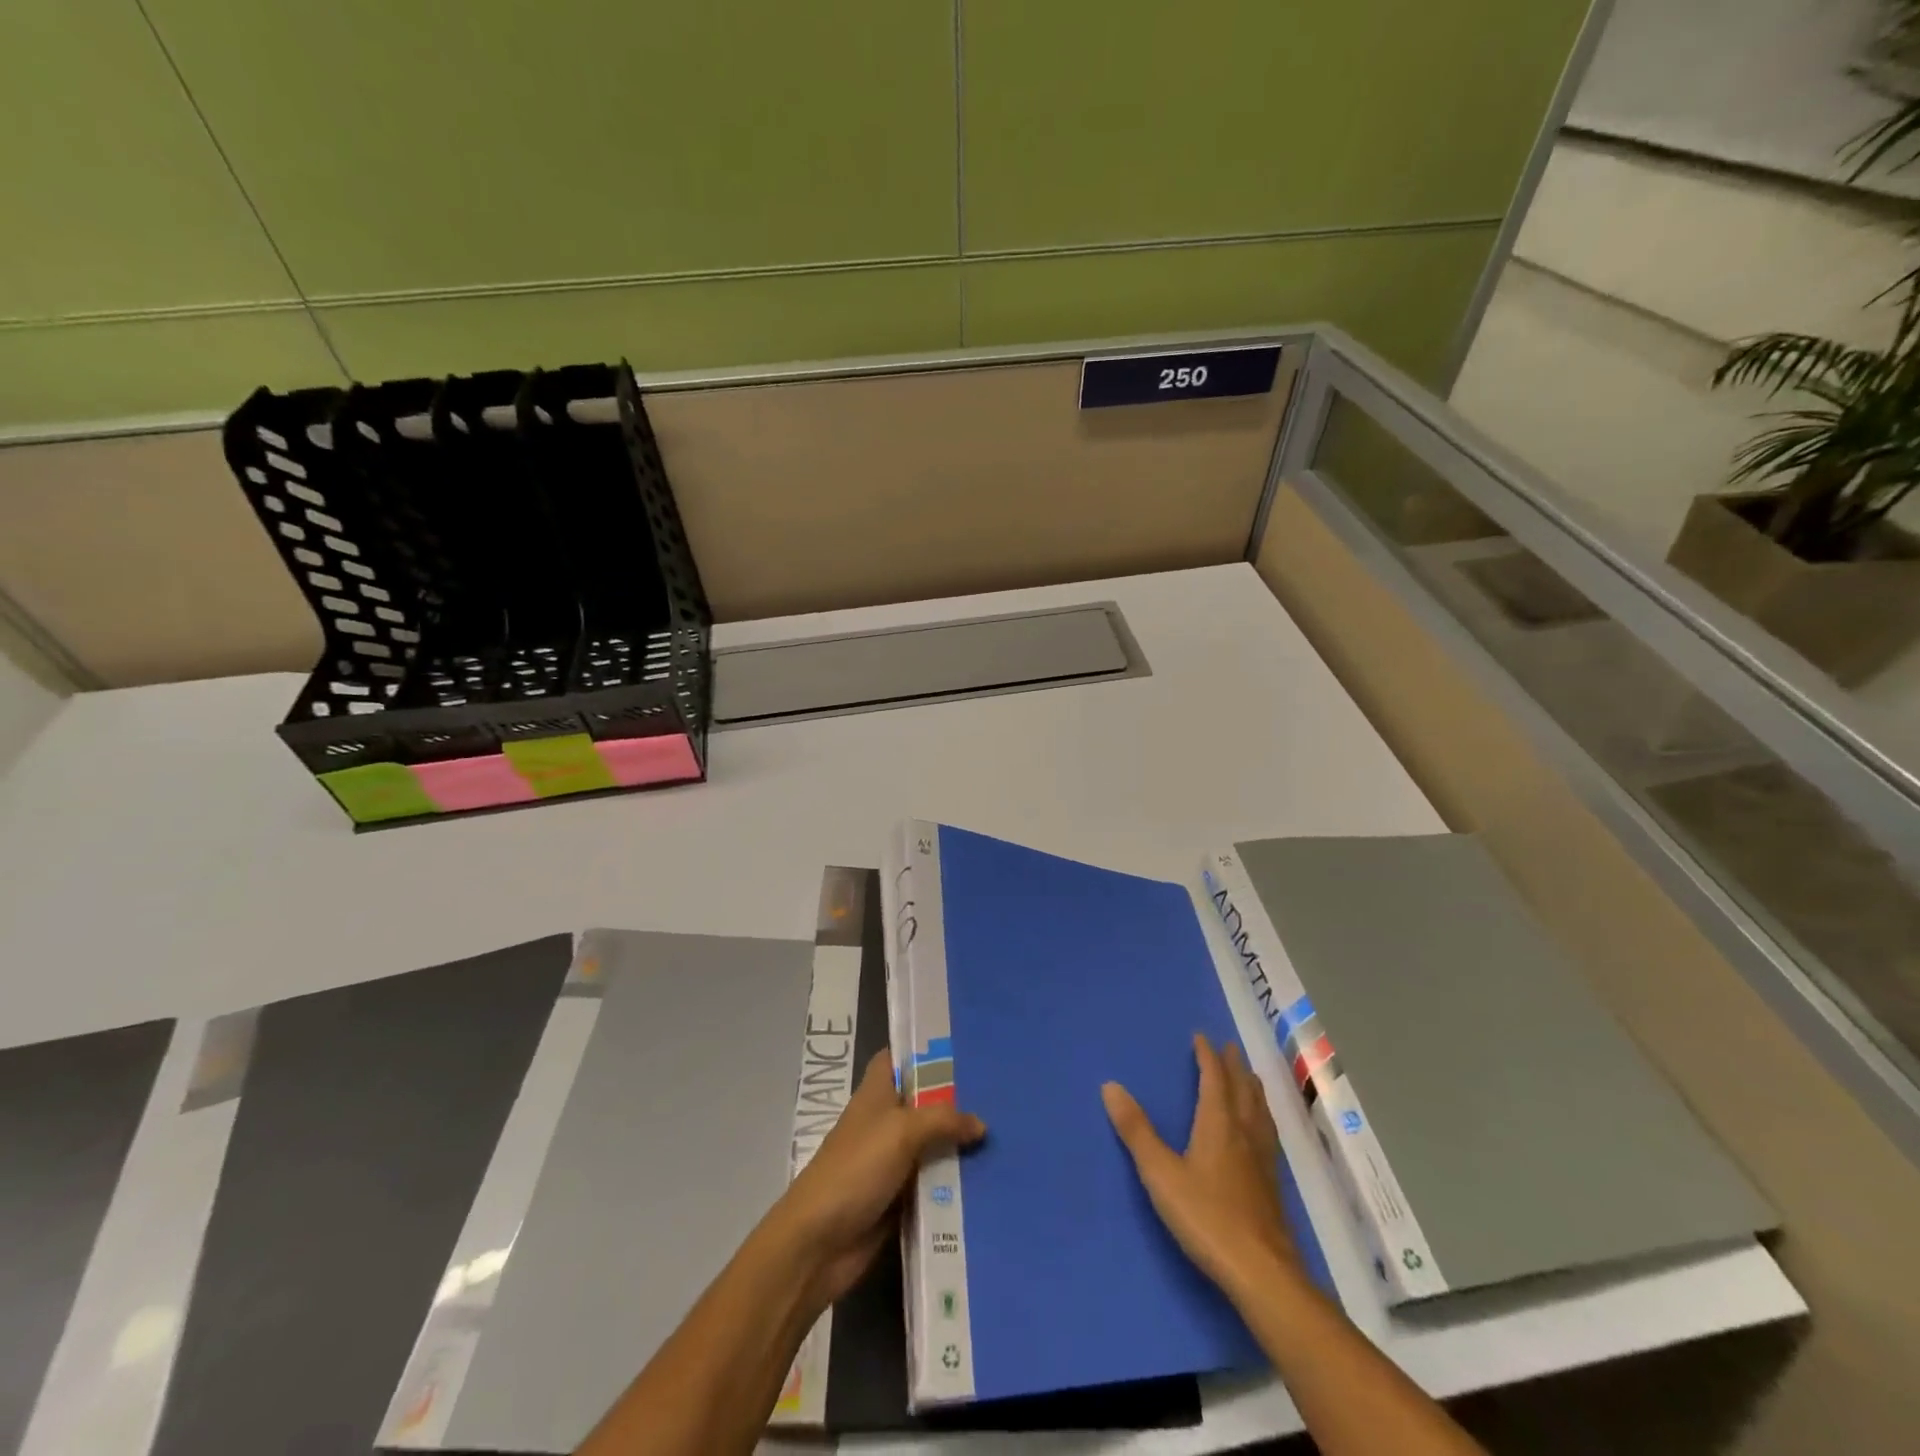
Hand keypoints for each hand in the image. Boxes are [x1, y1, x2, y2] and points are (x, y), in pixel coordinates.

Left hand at [771, 1049, 985, 1309]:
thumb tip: (980, 1124)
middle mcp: (884, 1123)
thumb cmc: (855, 1169)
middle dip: (955, 1100)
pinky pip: (933, 1185)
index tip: (961, 1047)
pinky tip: (990, 1179)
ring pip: (932, 1145)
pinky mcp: (898, 1200)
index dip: (923, 1051)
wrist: (818, 1244)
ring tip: (1006, 1135)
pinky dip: (954, 1184)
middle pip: (923, 1103)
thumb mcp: (901, 1132)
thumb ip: (943, 1120)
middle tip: (1000, 1092)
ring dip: (959, 1145)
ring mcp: (891, 1163)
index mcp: (875, 1095)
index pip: (896, 1059)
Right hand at [1103, 1034, 1298, 1296]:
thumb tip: (1110, 1086)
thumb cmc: (1206, 1217)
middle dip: (1233, 1066)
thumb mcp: (1161, 1173)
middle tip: (1229, 1047)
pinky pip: (1266, 1133)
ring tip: (1249, 1078)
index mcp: (1218, 1124)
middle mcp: (1244, 1133)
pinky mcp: (1272, 1185)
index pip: (1214, 1079)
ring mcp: (1262, 1160)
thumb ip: (1136, 1130)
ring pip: (1259, 1111)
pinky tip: (1260, 1132)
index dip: (1207, 1056)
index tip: (1201, 1036)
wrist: (1262, 1272)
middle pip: (1242, 1089)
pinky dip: (1261, 1116)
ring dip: (1251, 1088)